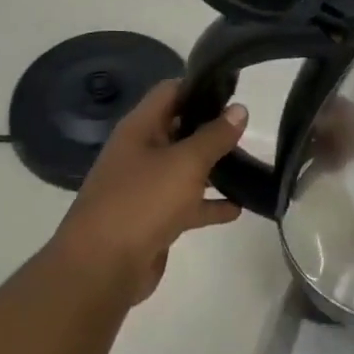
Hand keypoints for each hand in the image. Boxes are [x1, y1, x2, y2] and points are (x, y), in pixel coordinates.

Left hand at [49, 81, 245, 306]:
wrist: (103, 266)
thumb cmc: (142, 202)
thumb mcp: (185, 163)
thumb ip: (214, 136)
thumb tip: (239, 109)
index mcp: (139, 129)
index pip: (170, 92)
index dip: (200, 86)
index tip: (235, 88)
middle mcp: (140, 153)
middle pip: (179, 130)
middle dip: (211, 128)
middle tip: (250, 128)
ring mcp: (145, 188)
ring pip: (185, 170)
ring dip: (214, 168)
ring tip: (251, 165)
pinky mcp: (153, 220)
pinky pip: (186, 205)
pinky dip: (210, 205)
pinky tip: (239, 208)